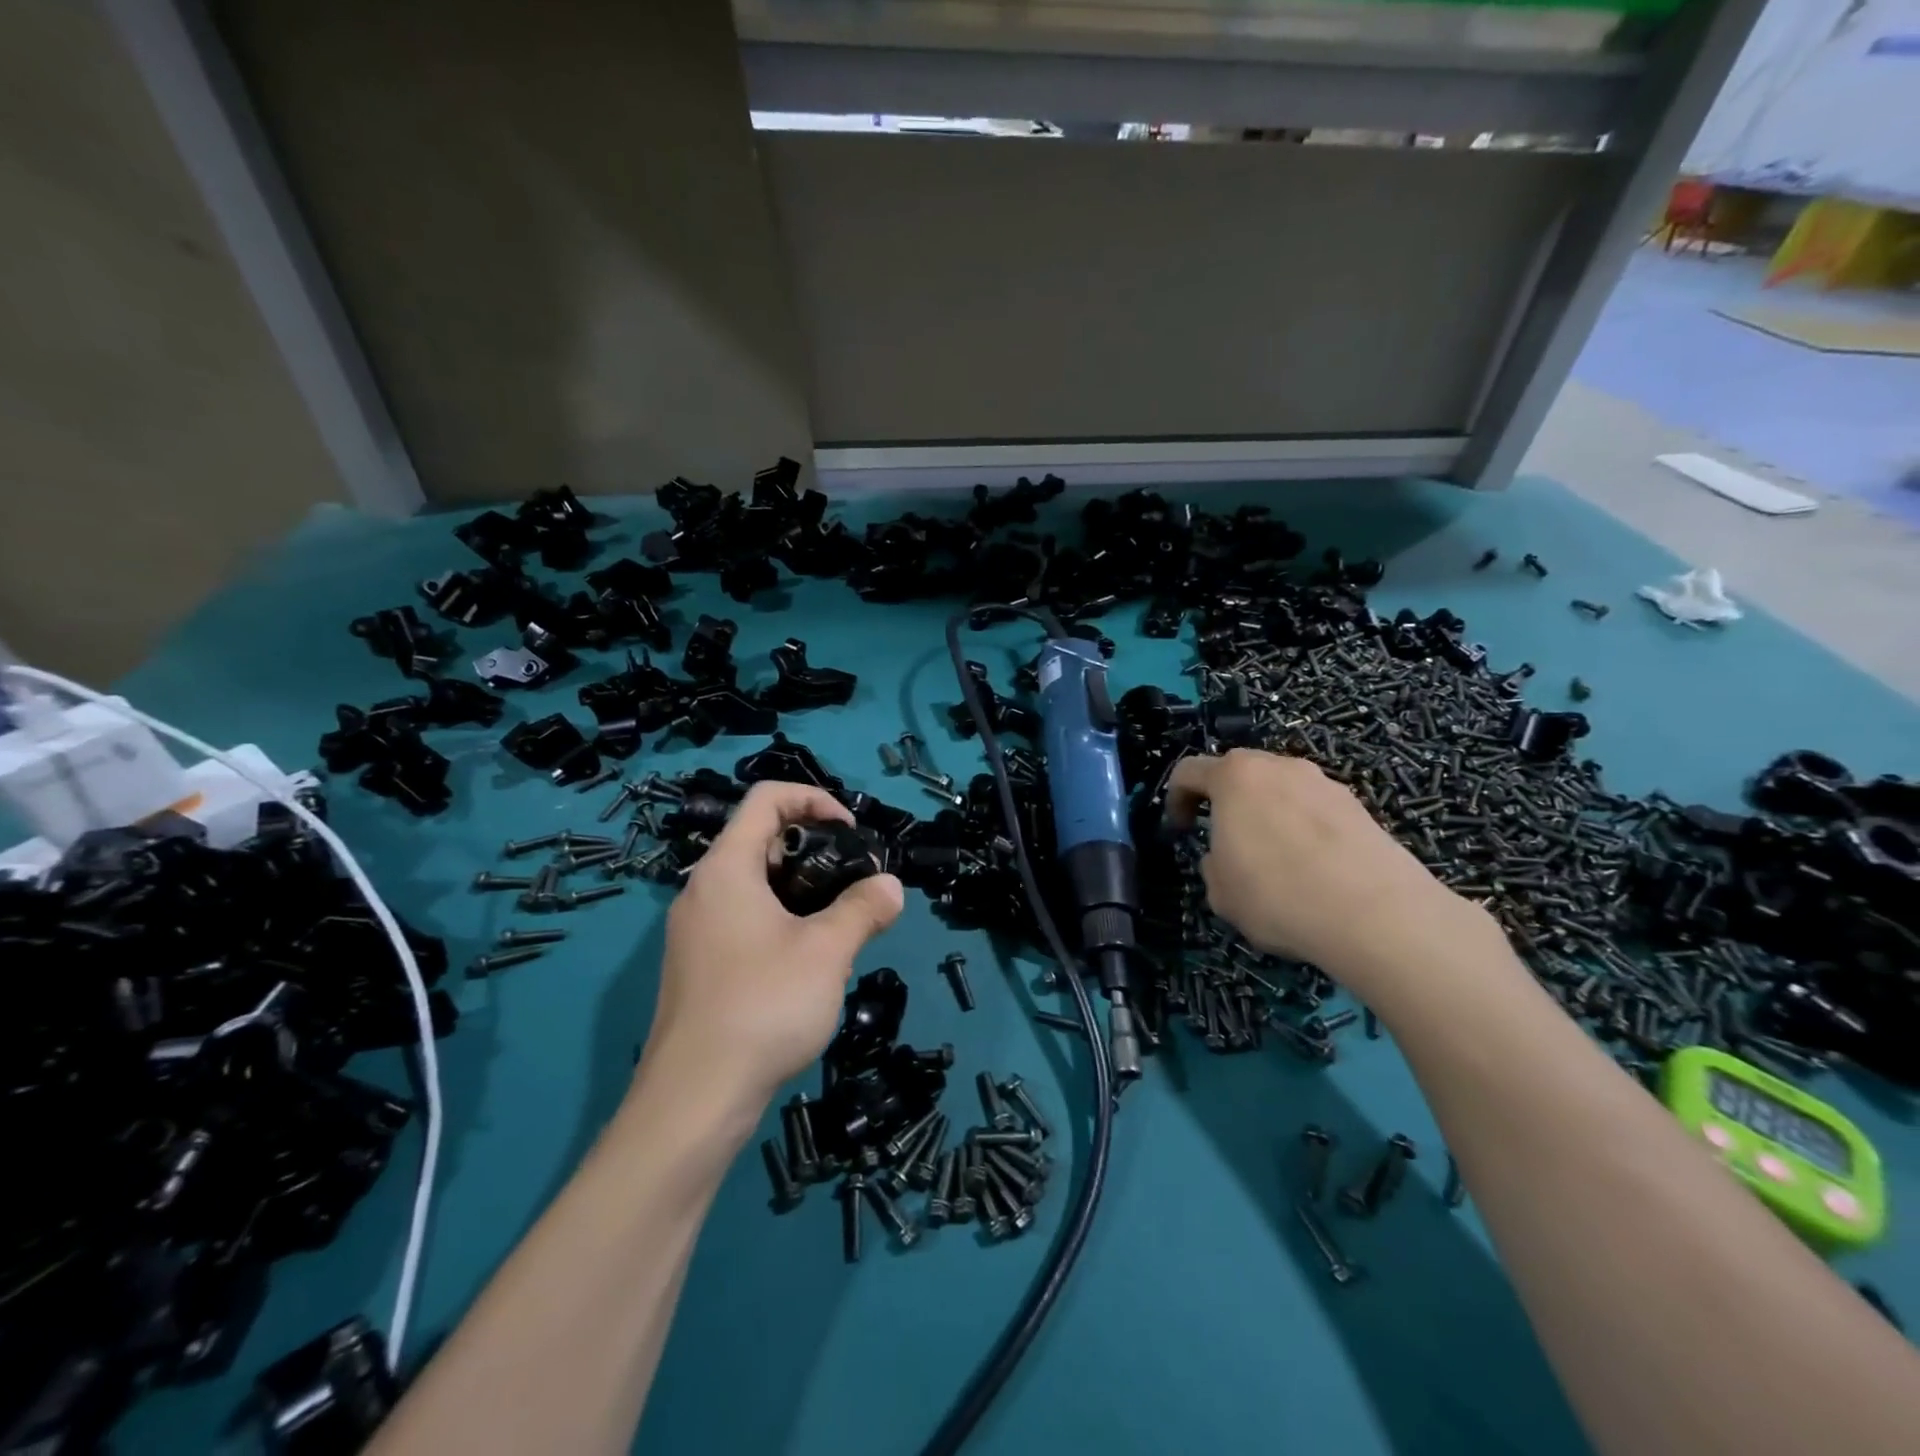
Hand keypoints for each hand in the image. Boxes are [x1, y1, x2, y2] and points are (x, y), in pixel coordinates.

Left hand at [647, 782, 903, 1110]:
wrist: (694, 1101)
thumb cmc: (763, 1007)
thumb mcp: (828, 952)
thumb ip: (864, 909)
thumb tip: (891, 887)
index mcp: (726, 869)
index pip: (766, 798)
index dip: (814, 799)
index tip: (851, 832)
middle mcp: (703, 890)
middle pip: (761, 840)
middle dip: (815, 850)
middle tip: (854, 883)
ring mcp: (695, 931)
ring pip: (755, 885)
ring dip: (802, 892)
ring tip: (839, 926)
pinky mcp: (698, 967)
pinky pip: (744, 921)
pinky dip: (781, 922)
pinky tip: (808, 965)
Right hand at [1166, 749, 1499, 988]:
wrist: (1377, 915)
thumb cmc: (1278, 895)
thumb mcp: (1220, 891)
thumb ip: (1213, 864)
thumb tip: (1226, 857)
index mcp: (1235, 777)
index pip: (1190, 771)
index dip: (1176, 799)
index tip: (1182, 829)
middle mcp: (1279, 767)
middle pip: (1240, 774)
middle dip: (1227, 802)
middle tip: (1227, 841)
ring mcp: (1324, 783)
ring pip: (1282, 791)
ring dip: (1269, 815)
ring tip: (1276, 861)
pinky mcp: (1360, 807)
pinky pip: (1316, 811)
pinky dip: (1305, 831)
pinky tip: (1314, 871)